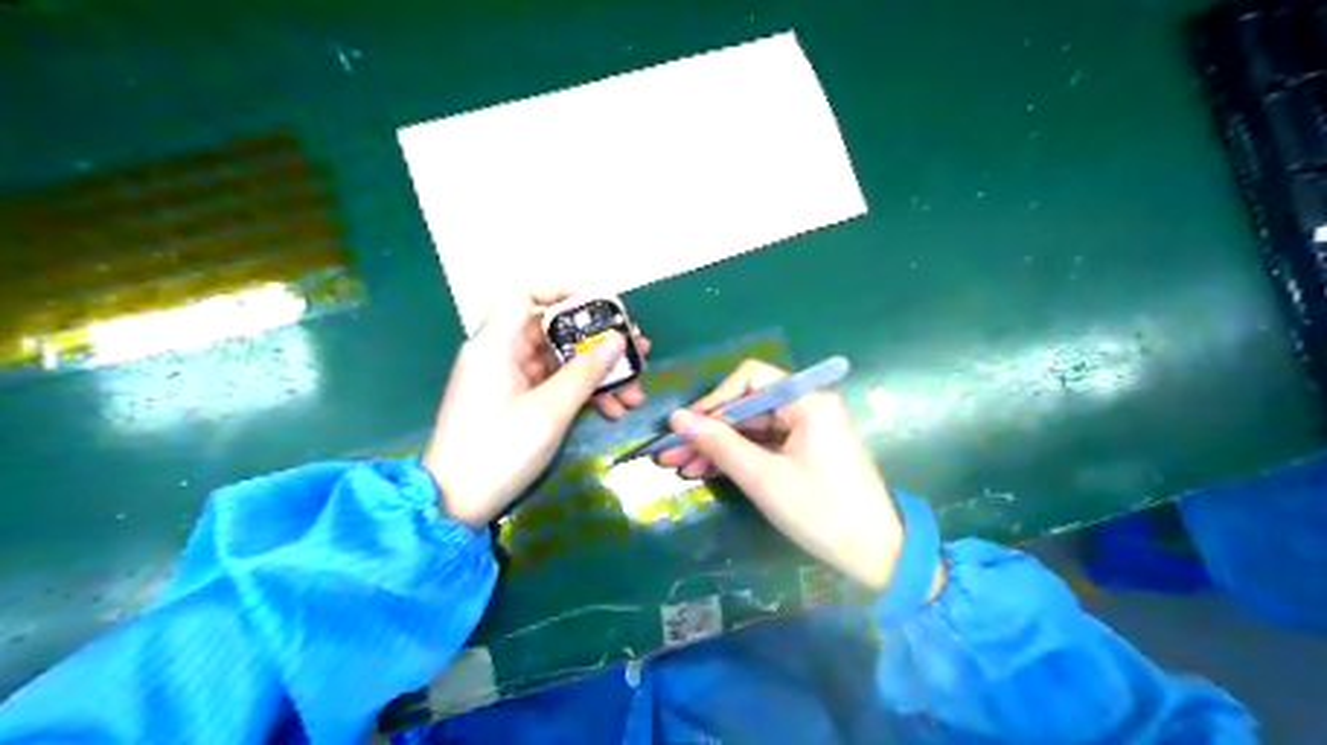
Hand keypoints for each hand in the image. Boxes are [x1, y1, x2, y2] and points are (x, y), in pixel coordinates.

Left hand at [421, 288, 652, 526]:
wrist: (456, 504)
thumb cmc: (499, 450)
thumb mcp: (549, 411)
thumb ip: (586, 372)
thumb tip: (618, 339)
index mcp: (496, 344)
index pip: (524, 293)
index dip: (562, 291)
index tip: (600, 308)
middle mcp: (500, 354)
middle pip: (553, 332)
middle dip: (598, 345)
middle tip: (637, 354)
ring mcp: (507, 380)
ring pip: (559, 362)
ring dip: (597, 375)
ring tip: (634, 394)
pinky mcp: (514, 402)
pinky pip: (552, 385)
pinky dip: (580, 393)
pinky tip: (612, 410)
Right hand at [655, 360, 925, 592]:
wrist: (877, 555)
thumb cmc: (820, 510)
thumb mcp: (762, 477)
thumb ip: (718, 443)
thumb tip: (677, 417)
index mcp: (808, 400)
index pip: (749, 379)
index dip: (713, 401)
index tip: (685, 428)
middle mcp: (809, 405)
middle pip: (748, 405)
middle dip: (708, 430)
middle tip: (670, 454)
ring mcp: (809, 429)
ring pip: (752, 428)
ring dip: (718, 447)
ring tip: (680, 469)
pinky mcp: (807, 451)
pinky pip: (765, 445)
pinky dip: (738, 457)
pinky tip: (707, 472)